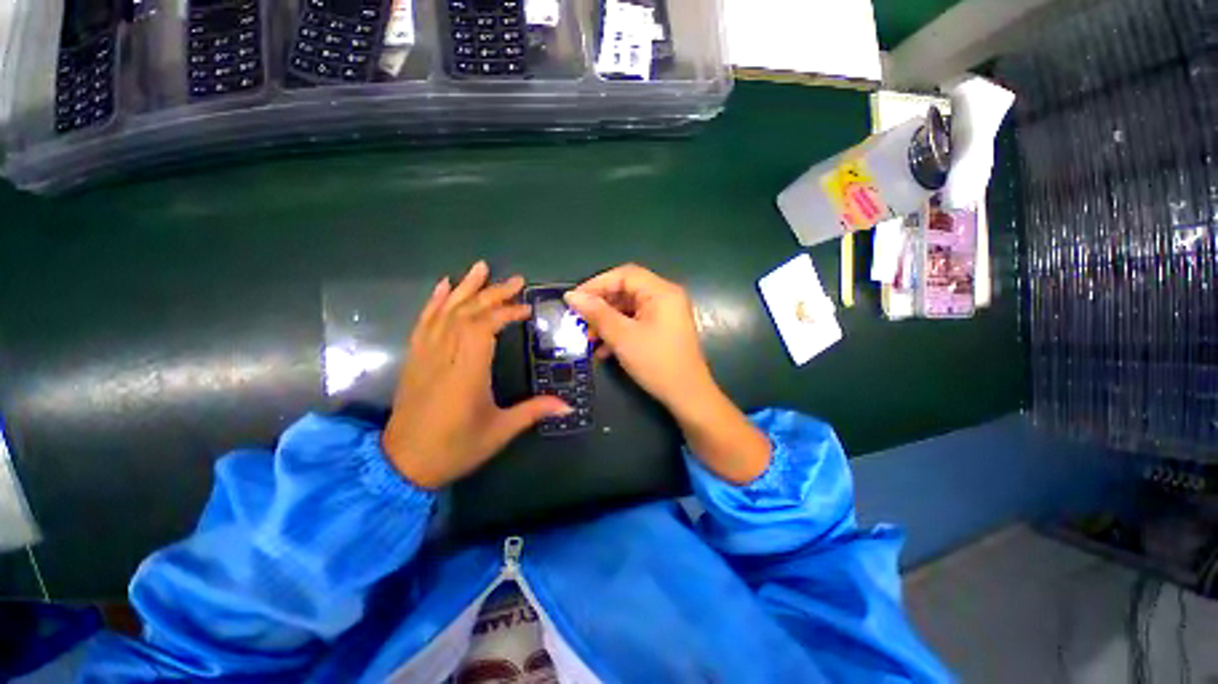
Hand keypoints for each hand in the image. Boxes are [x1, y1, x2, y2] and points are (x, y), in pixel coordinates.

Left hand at [383, 262, 571, 488]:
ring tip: (481, 267)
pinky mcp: (414, 358)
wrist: (402, 464)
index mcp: (466, 373)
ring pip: (445, 312)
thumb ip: (534, 412)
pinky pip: (423, 322)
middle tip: (515, 280)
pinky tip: (444, 286)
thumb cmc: (455, 448)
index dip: (506, 313)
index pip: (483, 328)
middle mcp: (443, 357)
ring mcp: (425, 355)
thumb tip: (569, 406)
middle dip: (492, 294)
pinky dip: (434, 301)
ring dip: (464, 288)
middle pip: (466, 314)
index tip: (526, 310)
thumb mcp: (499, 432)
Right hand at [564, 264, 715, 418]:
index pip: (624, 275)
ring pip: (629, 309)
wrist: (687, 396)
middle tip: (580, 321)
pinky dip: (619, 332)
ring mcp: (665, 314)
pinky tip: (604, 350)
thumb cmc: (656, 362)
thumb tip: (571, 295)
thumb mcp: (622, 337)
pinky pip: (636, 322)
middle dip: (601, 307)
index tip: (574, 300)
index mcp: (661, 292)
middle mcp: (665, 297)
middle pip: (626, 291)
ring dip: (607, 322)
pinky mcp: (663, 330)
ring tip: (590, 339)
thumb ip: (596, 313)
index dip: (596, 284)